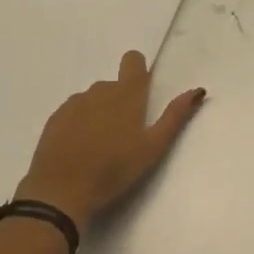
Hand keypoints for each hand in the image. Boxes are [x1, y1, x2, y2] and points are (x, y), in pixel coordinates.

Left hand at [17, 51, 205, 226]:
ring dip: (99, 114)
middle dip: (120, 103)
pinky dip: (79, 125)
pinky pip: (73, 113)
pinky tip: (79, 151)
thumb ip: (175, 116)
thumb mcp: (153, 147)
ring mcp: (74, 103)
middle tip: (123, 137)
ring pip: (93, 100)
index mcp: (126, 94)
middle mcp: (100, 90)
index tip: (140, 95)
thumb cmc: (114, 170)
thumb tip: (197, 90)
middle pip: (114, 85)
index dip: (138, 70)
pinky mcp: (55, 118)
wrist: (60, 192)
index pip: (133, 60)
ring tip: (100, 148)